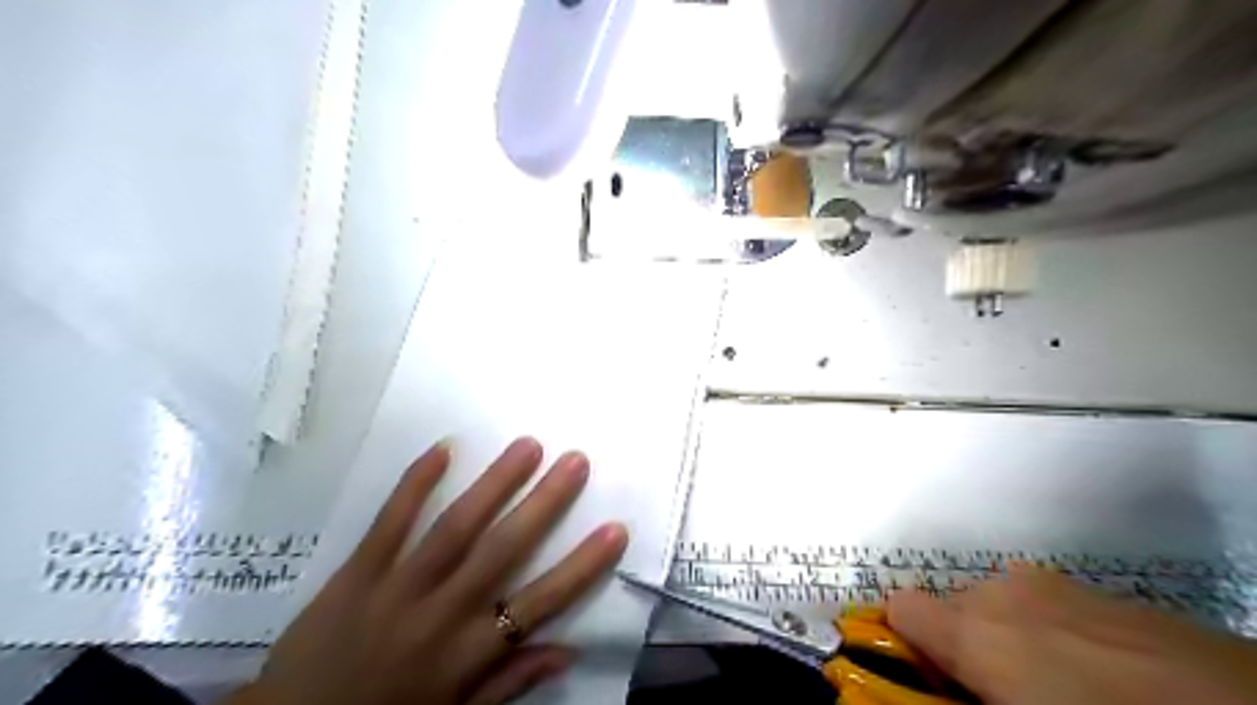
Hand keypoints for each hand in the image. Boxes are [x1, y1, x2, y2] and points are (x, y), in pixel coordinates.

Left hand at [226, 436, 628, 704]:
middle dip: (545, 503)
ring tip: (527, 445)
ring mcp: (396, 588)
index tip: (615, 529)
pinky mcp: (355, 573)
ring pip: (454, 528)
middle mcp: (441, 614)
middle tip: (576, 460)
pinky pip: (389, 523)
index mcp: (468, 653)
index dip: (582, 566)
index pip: (540, 603)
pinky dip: (415, 484)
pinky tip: (443, 449)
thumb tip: (567, 650)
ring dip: (494, 484)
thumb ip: (510, 682)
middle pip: (502, 551)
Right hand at [887, 568, 1255, 703]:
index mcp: (974, 631)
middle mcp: (1000, 593)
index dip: (906, 645)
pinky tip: (1101, 674)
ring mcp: (1050, 585)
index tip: (936, 685)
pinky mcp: (1095, 589)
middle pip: (948, 609)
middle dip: (962, 649)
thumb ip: (965, 701)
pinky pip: (1042, 606)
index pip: (899, 608)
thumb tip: (945, 689)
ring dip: (1006, 640)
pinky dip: (1048, 633)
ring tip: (1061, 688)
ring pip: (996, 606)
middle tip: (1002, 697)